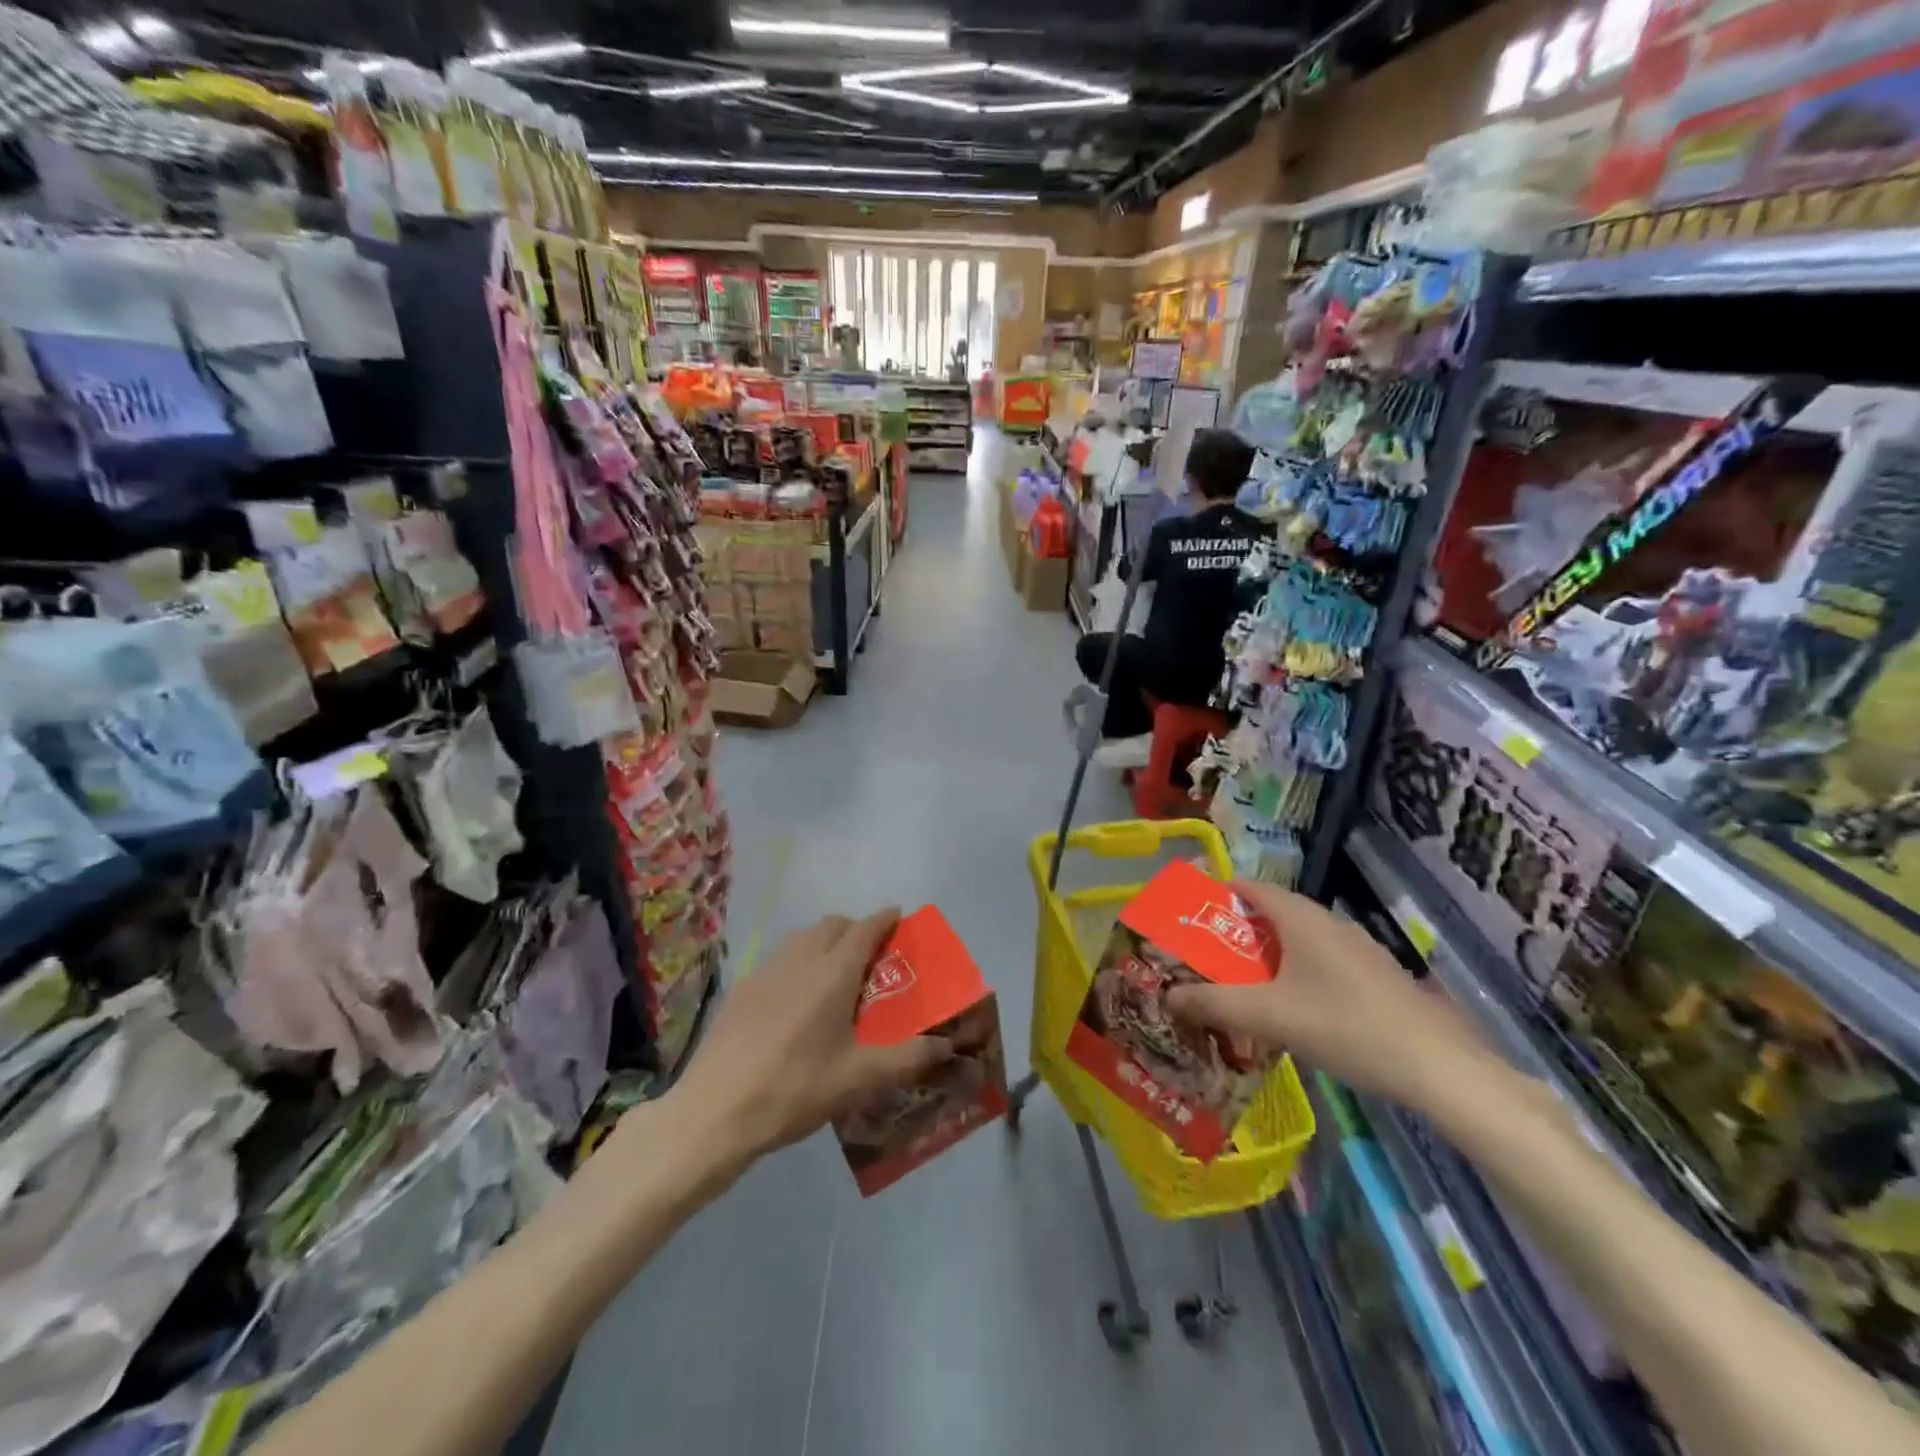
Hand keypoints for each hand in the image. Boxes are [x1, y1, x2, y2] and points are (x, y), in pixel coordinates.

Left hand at [669, 909, 951, 1167]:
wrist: (715, 1111)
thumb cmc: (795, 1089)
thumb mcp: (859, 1079)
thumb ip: (907, 1058)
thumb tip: (946, 1046)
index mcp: (833, 973)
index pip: (865, 928)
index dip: (884, 919)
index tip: (898, 916)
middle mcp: (800, 959)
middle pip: (832, 925)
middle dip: (855, 929)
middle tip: (870, 955)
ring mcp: (765, 971)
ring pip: (802, 938)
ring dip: (824, 942)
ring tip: (834, 975)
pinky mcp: (741, 989)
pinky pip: (778, 959)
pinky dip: (797, 962)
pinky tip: (794, 1000)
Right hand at [1165, 880, 1495, 1113]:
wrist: (1439, 1068)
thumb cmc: (1345, 1026)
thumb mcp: (1268, 1017)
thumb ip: (1214, 1003)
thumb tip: (1168, 995)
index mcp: (1302, 918)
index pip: (1252, 886)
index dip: (1219, 893)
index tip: (1190, 912)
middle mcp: (1330, 923)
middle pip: (1273, 914)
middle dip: (1237, 931)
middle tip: (1206, 956)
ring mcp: (1359, 950)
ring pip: (1300, 941)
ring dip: (1267, 956)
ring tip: (1240, 984)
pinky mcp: (1377, 978)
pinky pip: (1322, 962)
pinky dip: (1296, 973)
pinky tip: (1290, 1009)